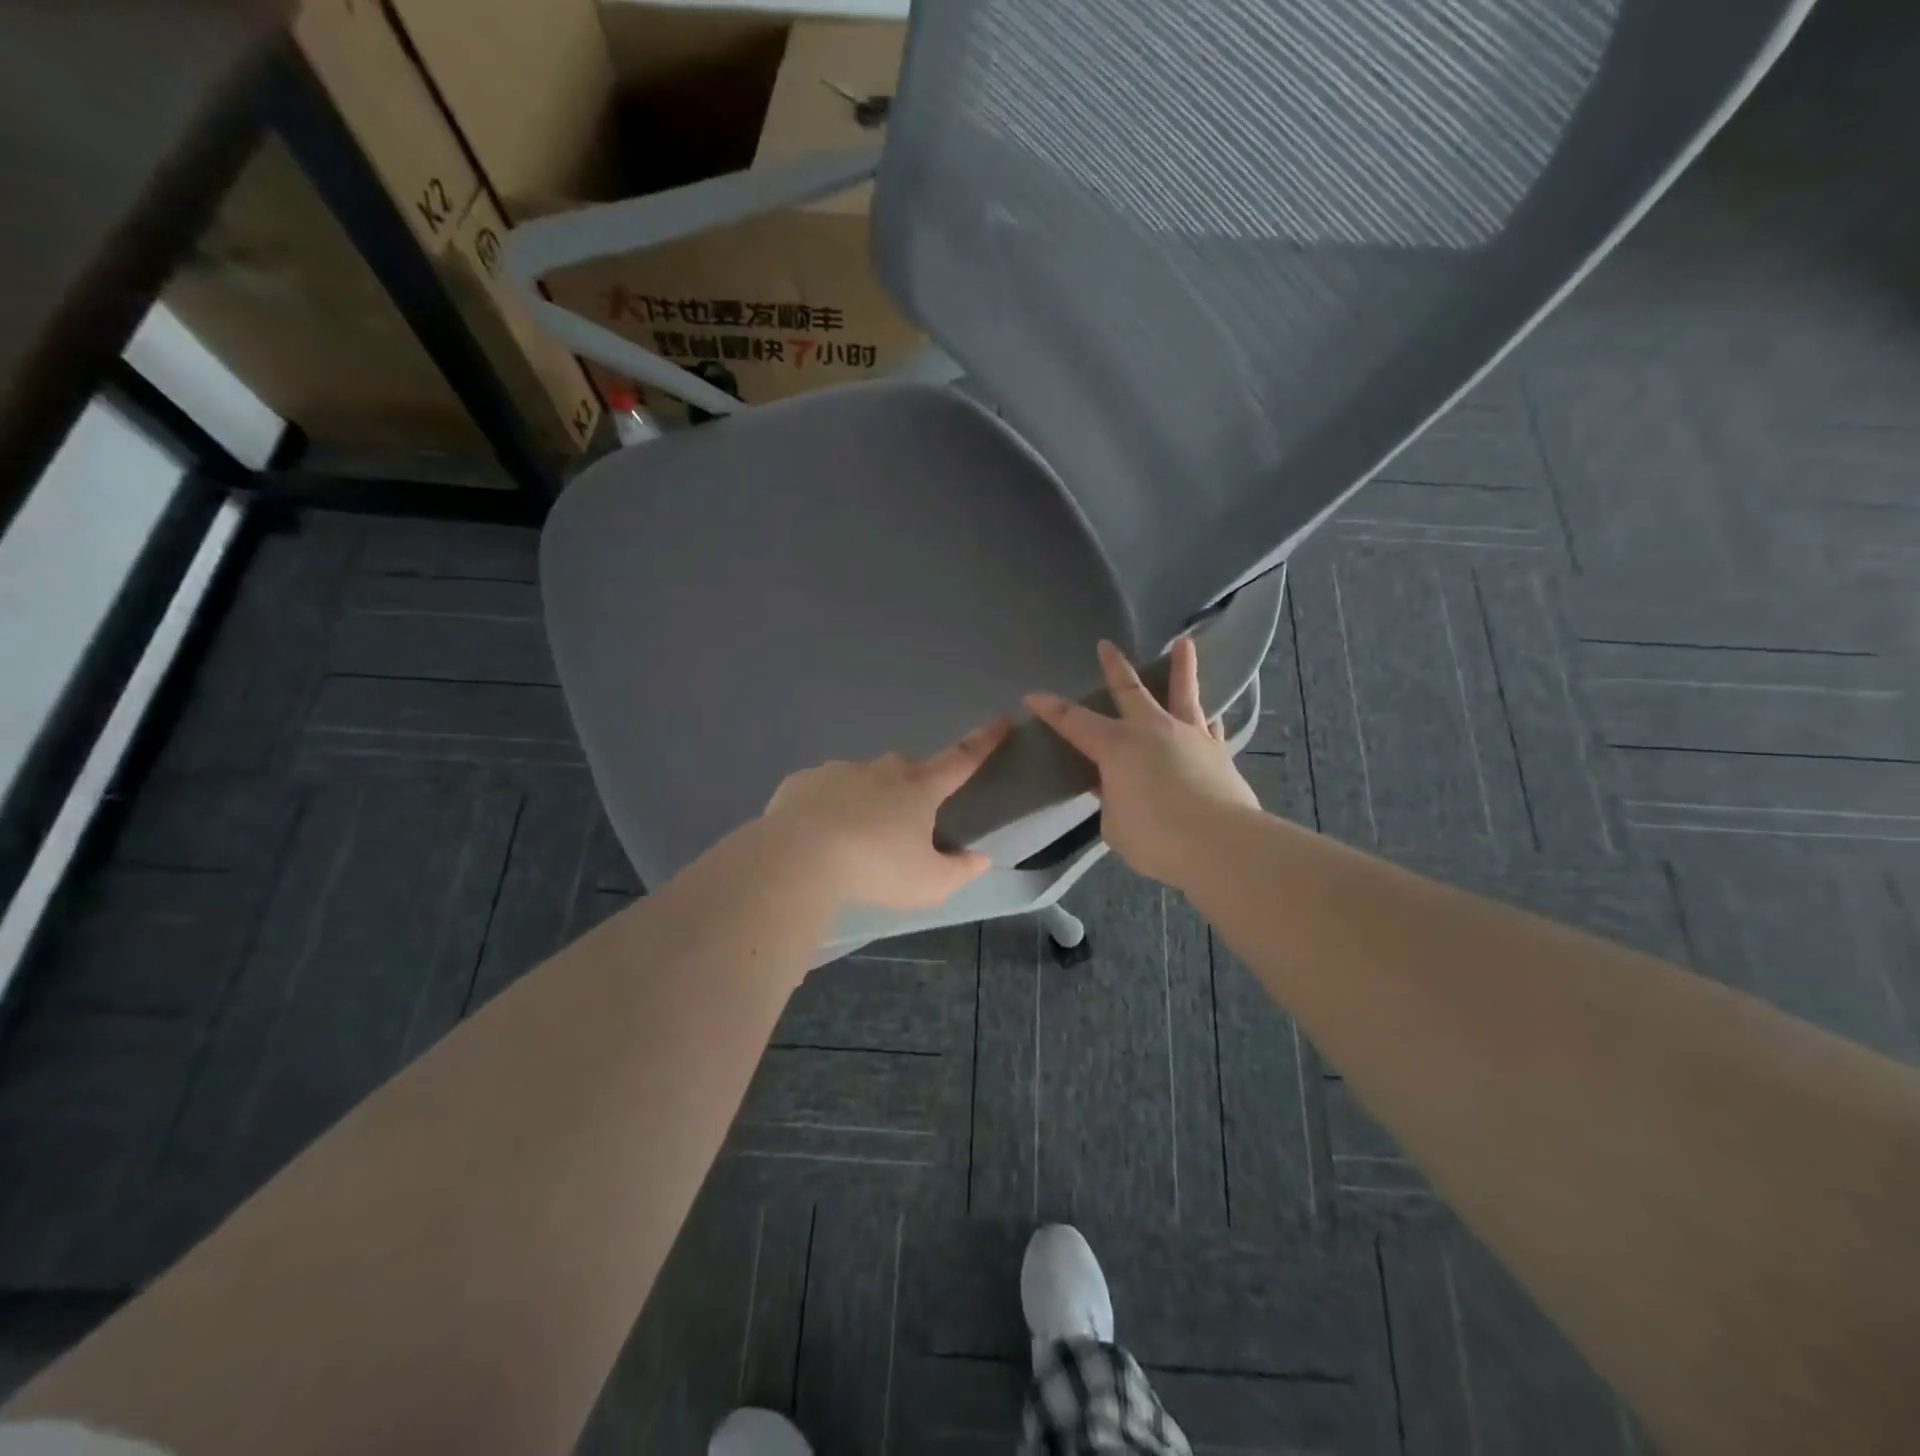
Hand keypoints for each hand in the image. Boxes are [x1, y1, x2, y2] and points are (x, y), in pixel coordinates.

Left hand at [761, 720, 1010, 909]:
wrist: (797, 858)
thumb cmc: (875, 869)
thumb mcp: (928, 884)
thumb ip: (959, 871)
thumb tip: (979, 859)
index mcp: (919, 788)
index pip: (962, 759)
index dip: (985, 741)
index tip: (1003, 720)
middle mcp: (882, 770)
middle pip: (907, 770)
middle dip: (911, 788)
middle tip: (904, 823)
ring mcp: (839, 771)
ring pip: (863, 779)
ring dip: (866, 800)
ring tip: (854, 839)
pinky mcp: (803, 782)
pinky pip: (824, 791)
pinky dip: (827, 806)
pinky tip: (818, 836)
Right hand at [1027, 638, 1258, 884]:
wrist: (1220, 844)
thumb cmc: (1156, 838)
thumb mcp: (1115, 825)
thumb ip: (1112, 801)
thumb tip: (1119, 790)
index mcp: (1116, 746)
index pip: (1074, 721)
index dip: (1050, 709)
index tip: (1032, 696)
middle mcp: (1152, 730)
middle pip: (1129, 690)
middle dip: (1114, 666)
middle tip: (1106, 644)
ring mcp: (1189, 736)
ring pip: (1183, 692)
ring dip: (1182, 667)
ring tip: (1185, 643)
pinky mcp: (1218, 752)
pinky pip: (1211, 726)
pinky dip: (1209, 717)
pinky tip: (1213, 714)